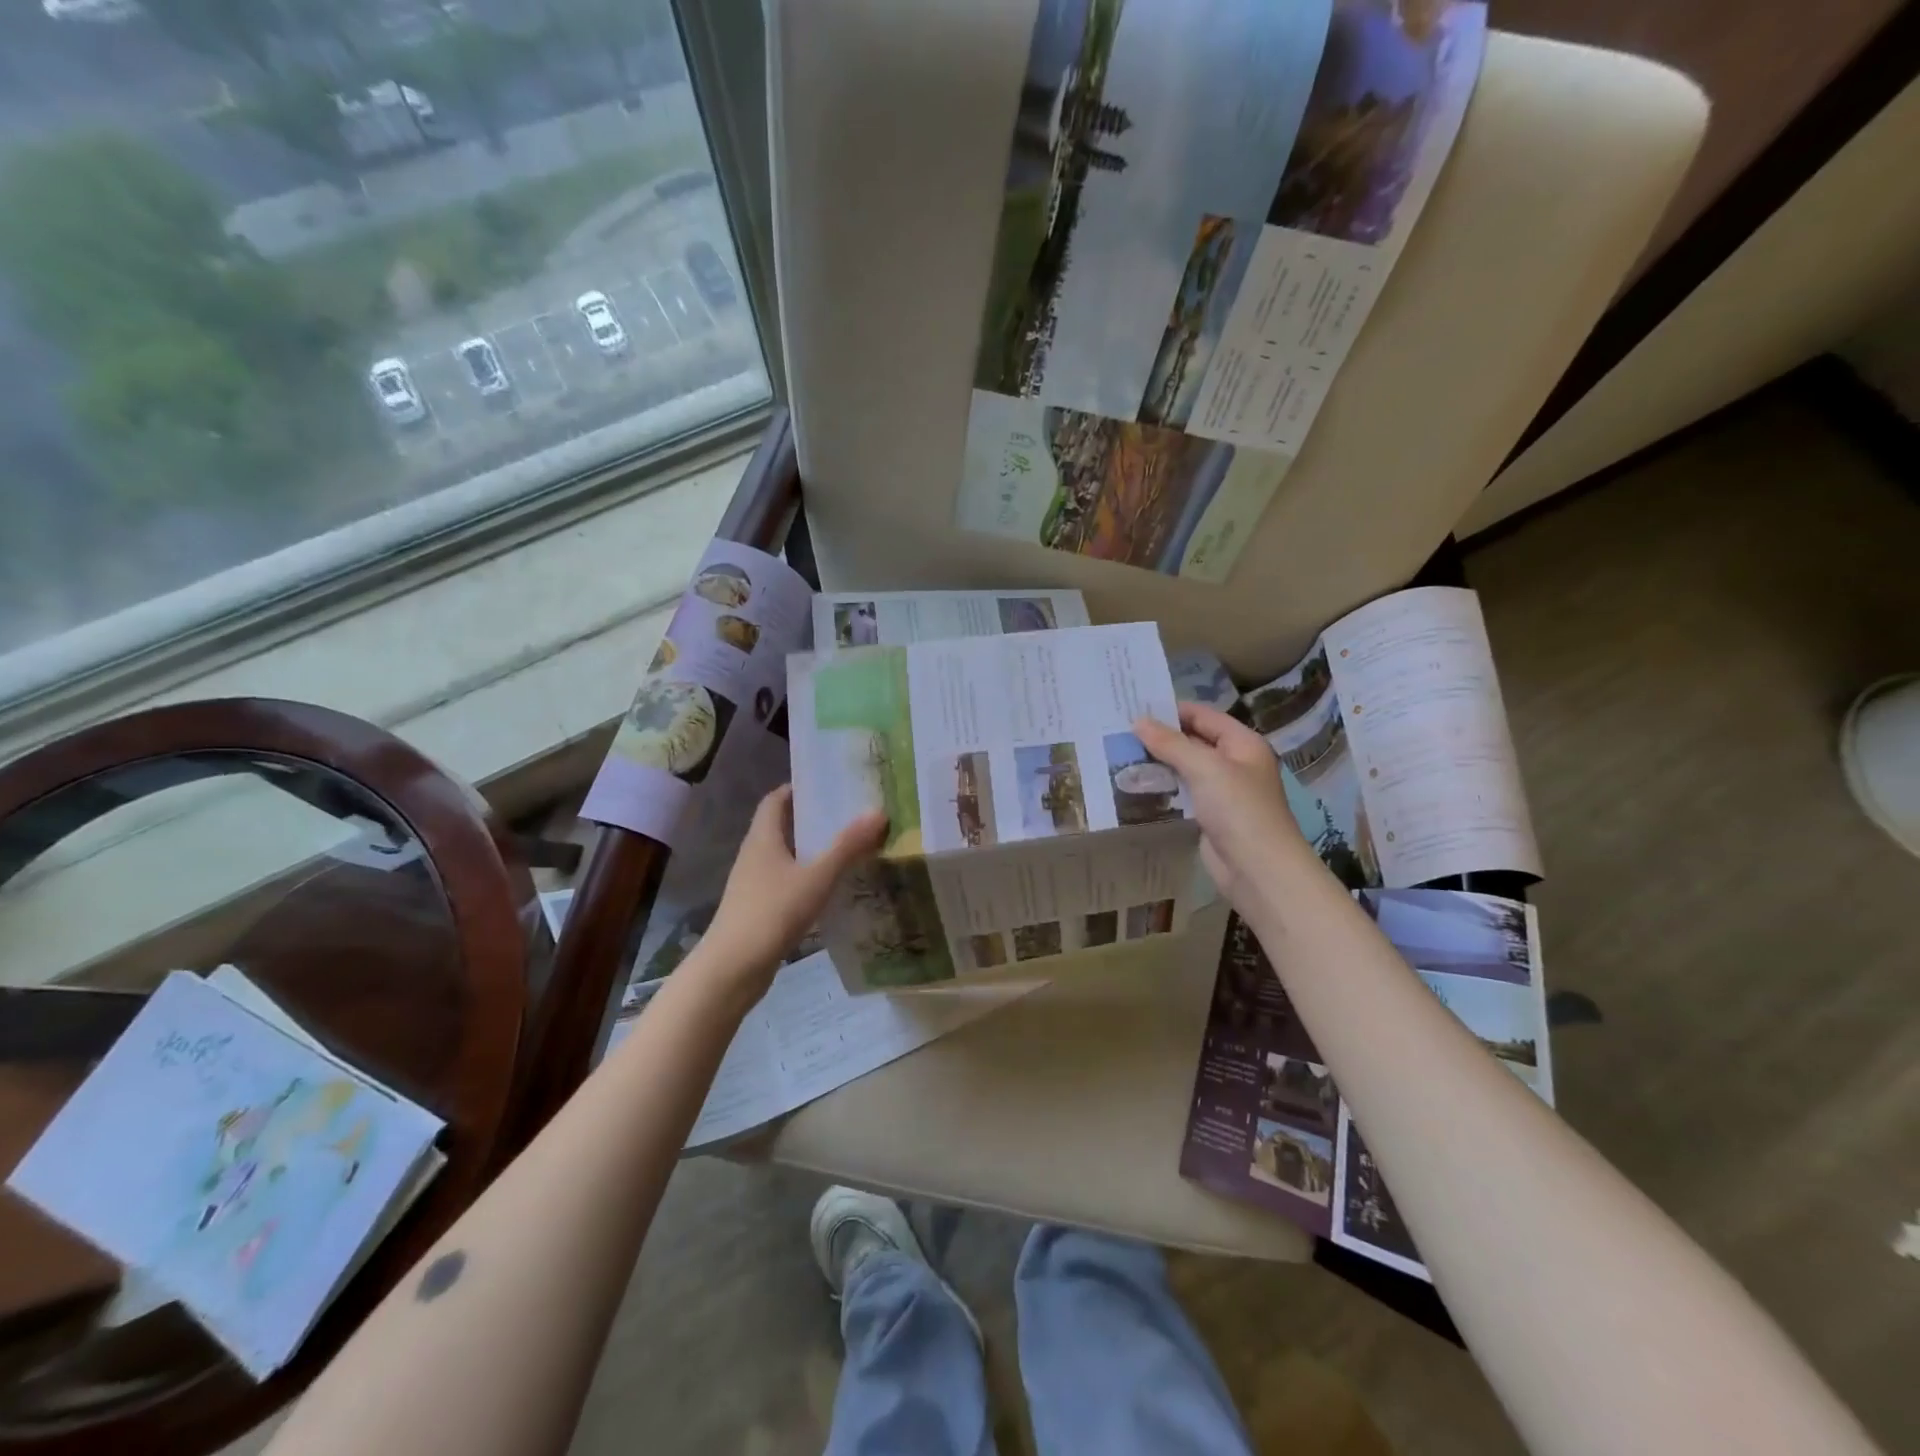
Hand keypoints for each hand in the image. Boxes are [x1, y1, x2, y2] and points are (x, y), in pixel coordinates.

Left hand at [694, 786, 885, 999]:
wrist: (732, 970)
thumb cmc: (771, 913)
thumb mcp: (816, 877)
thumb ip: (847, 846)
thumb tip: (878, 811)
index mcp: (763, 838)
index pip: (776, 800)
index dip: (798, 788)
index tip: (829, 784)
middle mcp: (755, 855)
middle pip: (782, 826)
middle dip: (812, 818)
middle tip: (850, 814)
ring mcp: (754, 884)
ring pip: (786, 856)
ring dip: (812, 850)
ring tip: (849, 847)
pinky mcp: (759, 910)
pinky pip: (787, 882)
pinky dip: (808, 878)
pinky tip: (832, 888)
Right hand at [1134, 703, 1309, 907]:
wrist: (1258, 870)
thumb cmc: (1238, 809)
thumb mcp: (1205, 768)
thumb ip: (1171, 743)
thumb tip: (1138, 721)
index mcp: (1243, 743)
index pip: (1203, 716)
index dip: (1171, 710)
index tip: (1133, 707)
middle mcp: (1234, 763)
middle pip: (1194, 740)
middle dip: (1160, 737)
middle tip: (1120, 730)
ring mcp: (1222, 791)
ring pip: (1185, 768)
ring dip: (1158, 762)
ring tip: (1120, 753)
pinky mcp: (1209, 815)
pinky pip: (1183, 793)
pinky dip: (1163, 787)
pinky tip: (1136, 783)